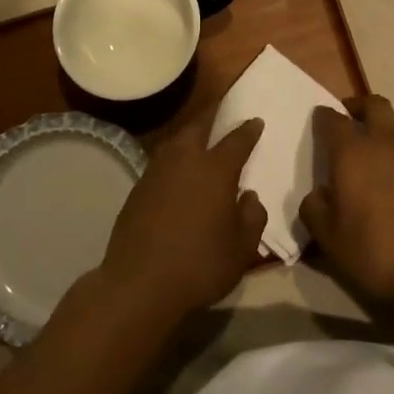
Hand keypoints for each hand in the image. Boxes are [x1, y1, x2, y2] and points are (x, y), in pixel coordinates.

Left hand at [100, 114, 267, 322]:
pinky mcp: (138, 187)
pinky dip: (173, 159)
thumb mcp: (241, 250)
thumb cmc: (199, 265)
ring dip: (189, 135)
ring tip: (198, 138)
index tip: (255, 121)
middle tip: (220, 110)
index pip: (236, 140)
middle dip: (212, 115)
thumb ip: (252, 218)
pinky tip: (176, 172)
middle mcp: (185, 160)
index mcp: (216, 169)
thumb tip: (249, 196)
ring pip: (176, 141)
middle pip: (199, 126)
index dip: (248, 130)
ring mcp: (157, 171)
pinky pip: (161, 161)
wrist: (139, 283)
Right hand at [299, 95, 393, 309]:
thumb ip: (314, 209)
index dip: (323, 117)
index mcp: (352, 152)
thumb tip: (318, 195)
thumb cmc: (375, 249)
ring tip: (367, 178)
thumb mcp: (329, 238)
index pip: (333, 119)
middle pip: (374, 106)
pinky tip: (391, 202)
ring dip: (379, 144)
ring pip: (393, 137)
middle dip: (359, 107)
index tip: (318, 122)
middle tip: (348, 120)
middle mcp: (384, 146)